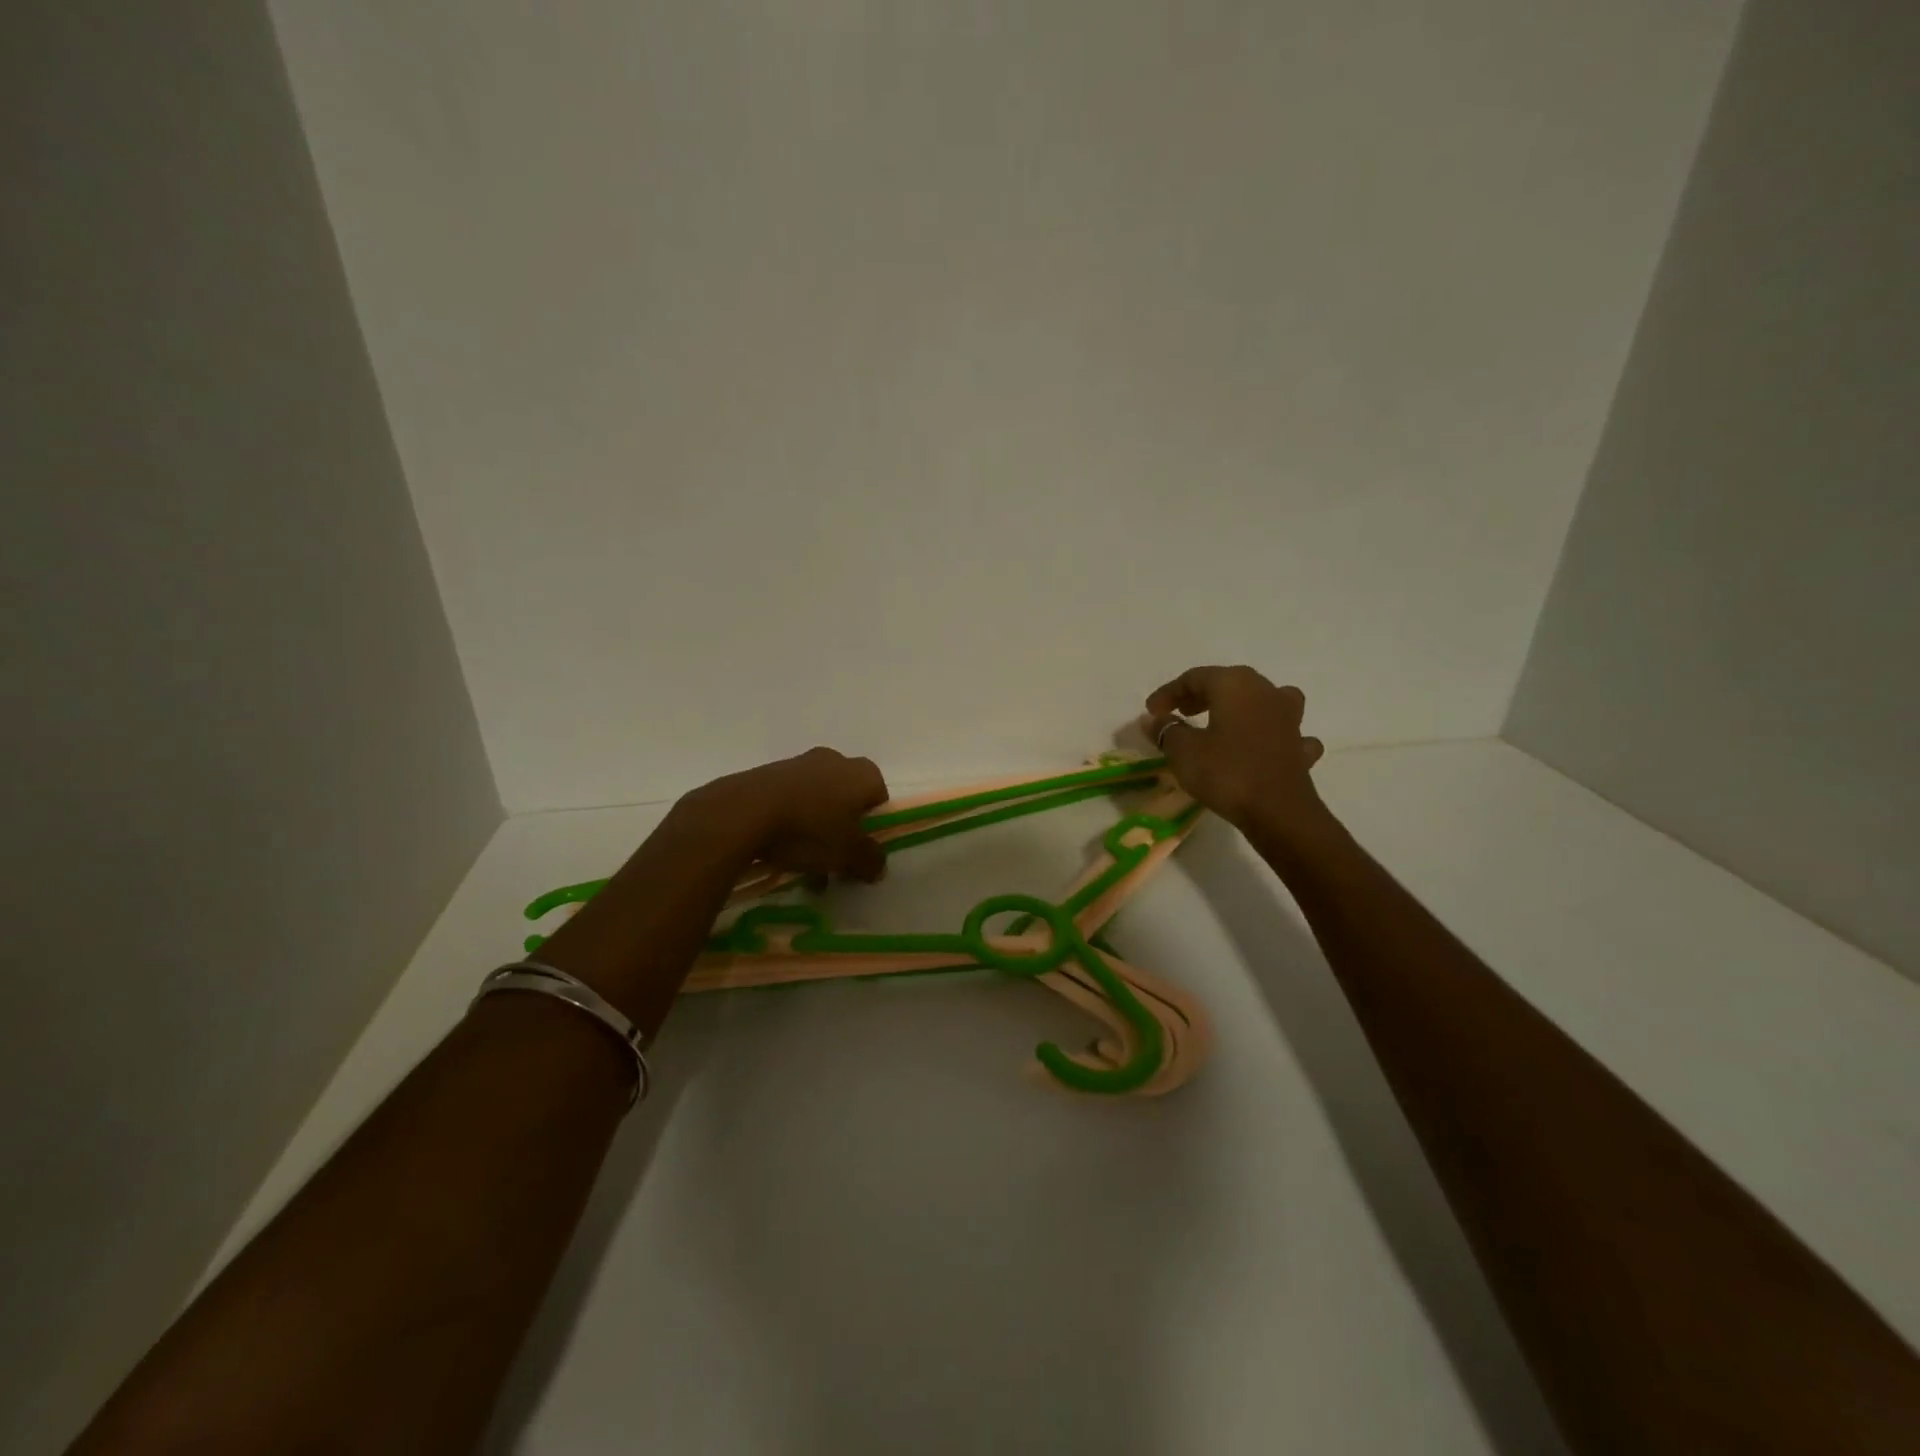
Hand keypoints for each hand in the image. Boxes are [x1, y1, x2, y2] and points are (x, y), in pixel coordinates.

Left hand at [680, 746, 889, 881]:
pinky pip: (790, 800)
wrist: (743, 812)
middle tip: (833, 859)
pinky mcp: (769, 772)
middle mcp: (835, 760)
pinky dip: (790, 822)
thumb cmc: (809, 830)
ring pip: (817, 801)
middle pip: (847, 800)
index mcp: (863, 773)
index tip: (860, 851)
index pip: (880, 799)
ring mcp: (800, 763)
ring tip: (802, 863)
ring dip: (815, 829)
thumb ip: (870, 860)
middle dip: (842, 830)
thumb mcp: (848, 854)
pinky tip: (779, 849)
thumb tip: (878, 866)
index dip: (873, 827)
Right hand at [1141, 666, 1327, 839]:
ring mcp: (1289, 718)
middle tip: (1179, 713)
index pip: (1194, 677)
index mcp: (1235, 685)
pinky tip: (1261, 748)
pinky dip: (1269, 735)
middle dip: (1200, 696)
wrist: (1279, 812)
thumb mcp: (1183, 751)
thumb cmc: (1226, 773)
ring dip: (1241, 708)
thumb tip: (1154, 719)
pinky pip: (1283, 731)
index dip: (1168, 693)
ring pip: (1262, 700)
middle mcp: (1266, 691)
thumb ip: (1166, 730)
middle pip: (1228, 683)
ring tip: (1224, 721)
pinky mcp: (1300, 746)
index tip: (1151, 712)